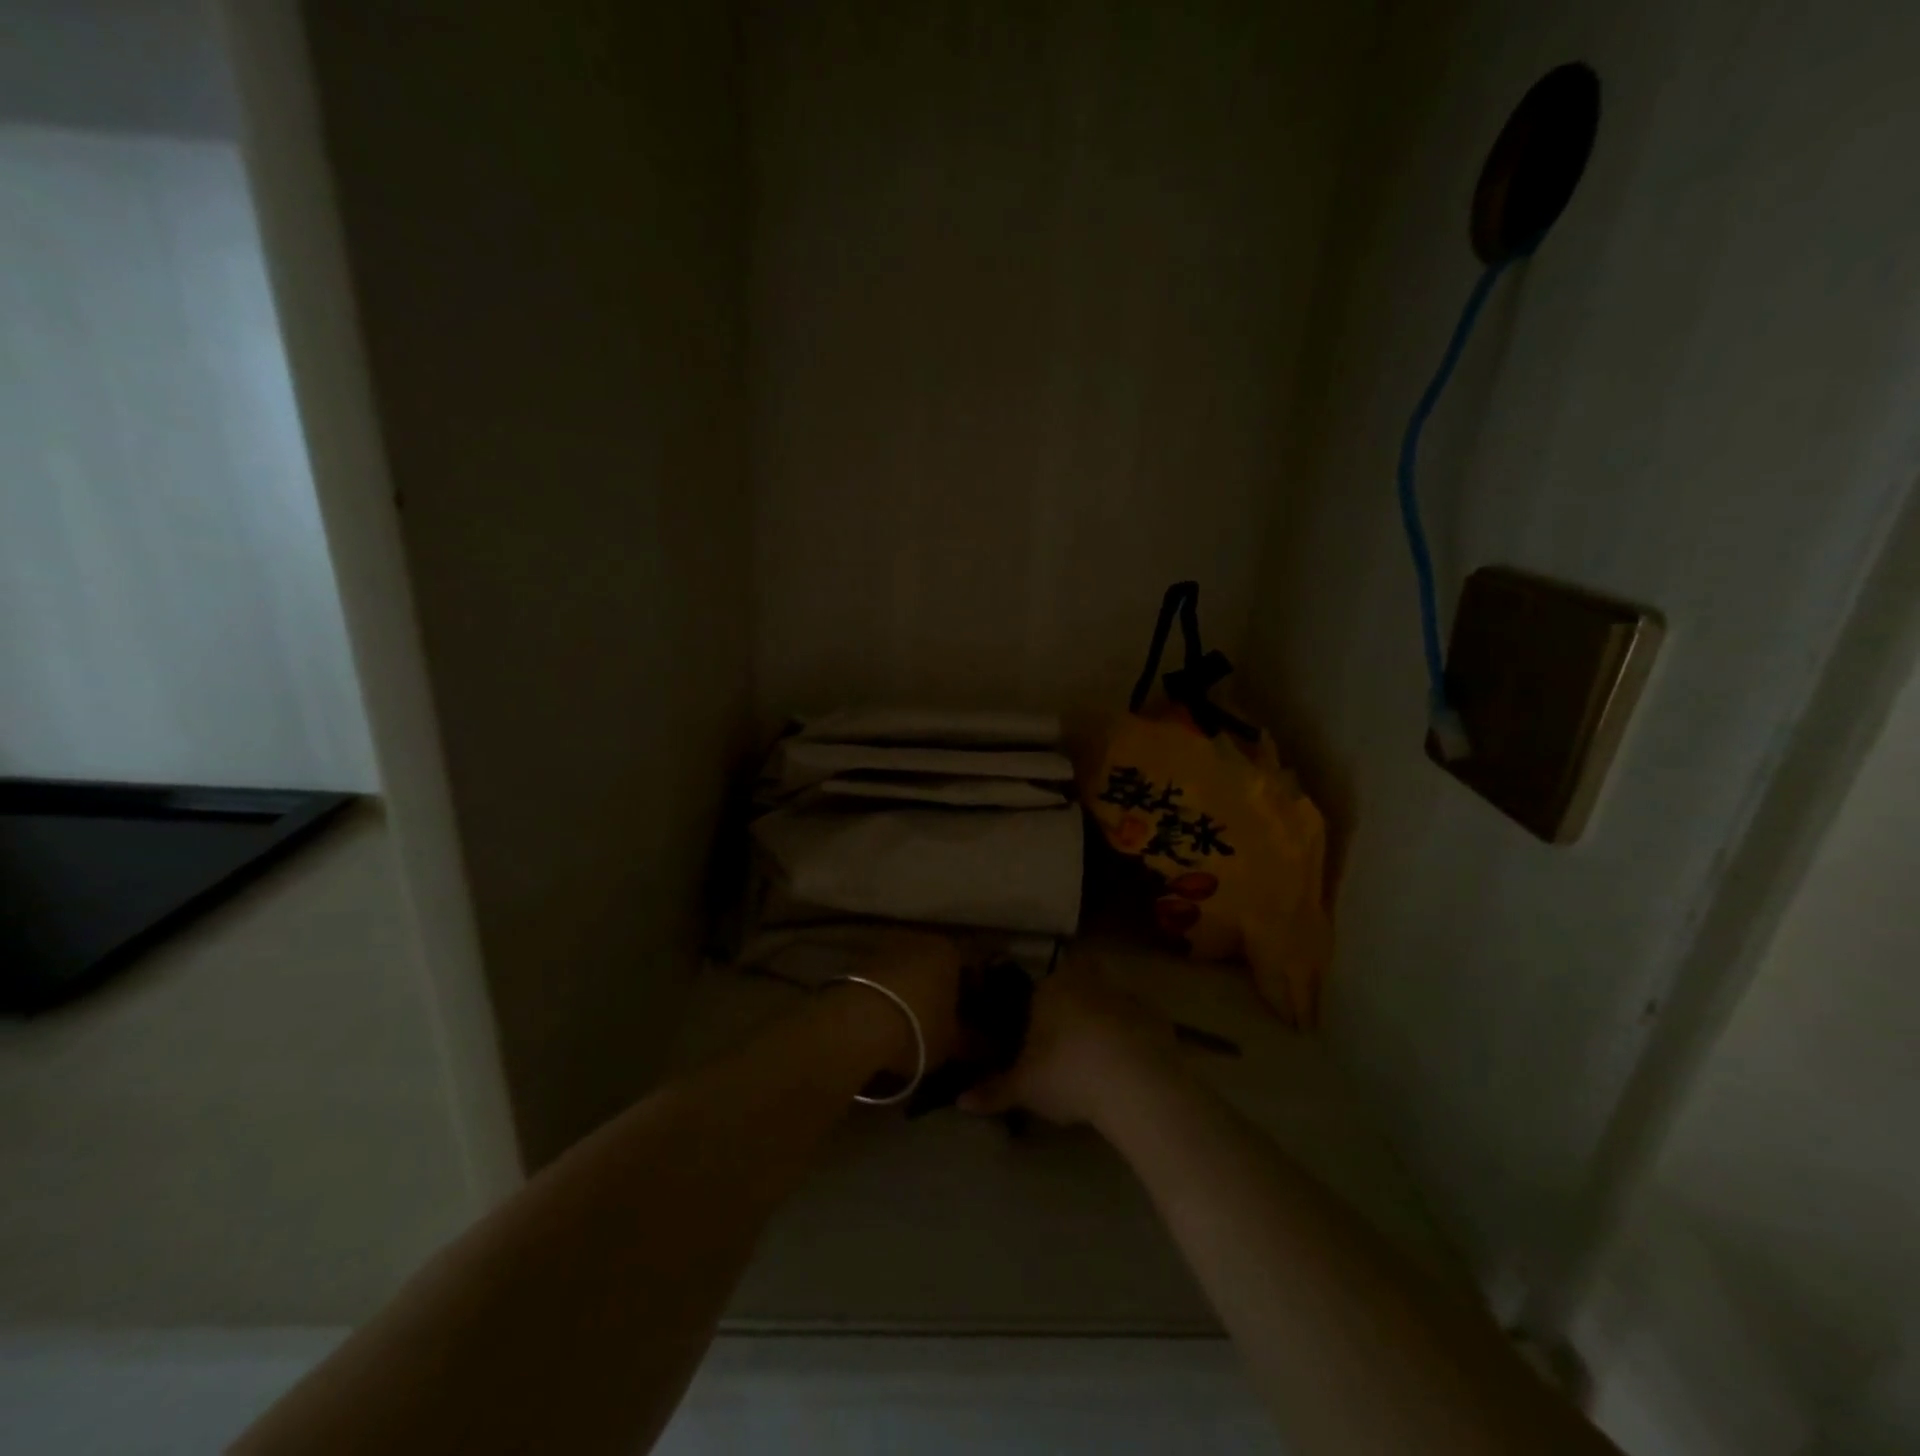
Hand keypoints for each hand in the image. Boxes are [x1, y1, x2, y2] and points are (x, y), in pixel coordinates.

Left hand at [854, 931, 966, 1070]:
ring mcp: (885, 948)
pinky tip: (887, 1022)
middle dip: (941, 991)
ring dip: (912, 993)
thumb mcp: (953, 1042)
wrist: (855, 1025)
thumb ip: (975, 1043)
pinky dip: (888, 997)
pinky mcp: (858, 964)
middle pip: (937, 967)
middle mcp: (919, 939)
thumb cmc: (917, 1027)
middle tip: (944, 1023)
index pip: (970, 969)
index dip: (974, 996)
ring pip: (908, 972)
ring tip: (913, 1025)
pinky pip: (883, 981)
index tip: (973, 1020)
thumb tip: (990, 1046)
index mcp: (949, 950)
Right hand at [958, 955, 1179, 1126]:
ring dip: (1103, 1021)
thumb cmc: (1068, 1074)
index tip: (1037, 1038)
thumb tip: (959, 1102)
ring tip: (1097, 1059)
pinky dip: (1131, 1038)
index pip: (1038, 990)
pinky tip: (1128, 1067)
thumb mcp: (1025, 1087)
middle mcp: (1086, 981)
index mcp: (1050, 989)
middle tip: (1066, 1044)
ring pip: (1107, 1000)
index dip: (1037, 1011)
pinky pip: (1136, 1023)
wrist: (1136, 1083)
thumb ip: (993, 1091)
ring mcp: (1124, 995)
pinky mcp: (1155, 1016)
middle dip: (1072, 1007)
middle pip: (1075, 986)